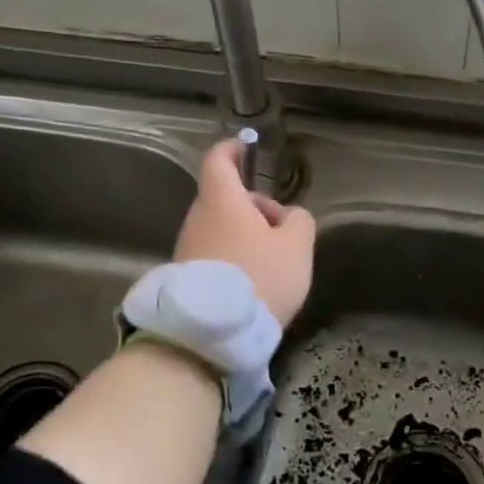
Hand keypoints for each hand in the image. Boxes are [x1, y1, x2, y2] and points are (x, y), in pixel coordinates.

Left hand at [174, 140, 315, 325]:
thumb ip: (299, 220)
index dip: (233, 149)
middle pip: (225, 199)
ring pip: (220, 228)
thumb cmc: (259, 278)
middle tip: (282, 229)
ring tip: (273, 263)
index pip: (219, 160)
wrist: (209, 335)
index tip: (246, 147)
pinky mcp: (184, 278)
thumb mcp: (297, 246)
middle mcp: (197, 219)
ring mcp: (186, 249)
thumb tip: (289, 217)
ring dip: (245, 236)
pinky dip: (233, 259)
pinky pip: (213, 255)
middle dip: (253, 207)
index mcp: (222, 200)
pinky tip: (253, 285)